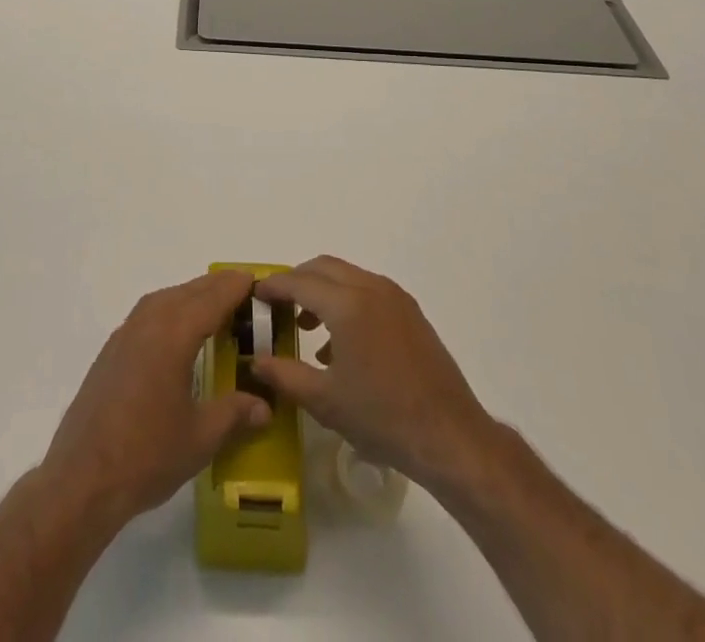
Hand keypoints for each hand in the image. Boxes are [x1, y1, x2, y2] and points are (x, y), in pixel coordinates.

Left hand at [40, 270, 270, 527]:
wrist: (82, 479)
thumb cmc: (146, 455)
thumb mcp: (200, 438)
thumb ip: (235, 414)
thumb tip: (265, 406)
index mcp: (173, 334)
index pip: (212, 298)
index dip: (236, 287)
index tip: (257, 280)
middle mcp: (148, 323)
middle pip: (188, 292)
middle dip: (216, 287)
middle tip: (243, 289)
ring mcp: (125, 334)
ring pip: (165, 298)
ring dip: (191, 295)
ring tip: (215, 306)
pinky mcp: (111, 351)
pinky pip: (148, 313)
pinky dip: (170, 309)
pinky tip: (178, 331)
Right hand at [253, 256, 498, 495]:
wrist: (450, 436)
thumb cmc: (382, 417)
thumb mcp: (325, 401)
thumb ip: (284, 375)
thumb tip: (256, 361)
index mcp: (347, 304)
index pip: (299, 281)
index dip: (273, 286)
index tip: (254, 294)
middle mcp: (370, 288)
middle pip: (323, 267)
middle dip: (296, 281)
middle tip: (276, 306)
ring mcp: (394, 297)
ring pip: (347, 276)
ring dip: (322, 290)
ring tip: (305, 327)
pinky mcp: (410, 312)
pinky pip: (367, 290)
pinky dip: (345, 301)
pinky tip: (340, 344)